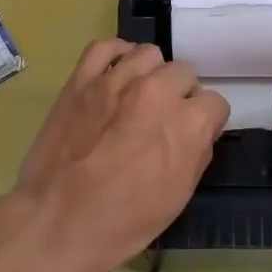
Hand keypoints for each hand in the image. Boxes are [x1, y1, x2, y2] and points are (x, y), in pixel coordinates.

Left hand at [13, 40, 228, 271]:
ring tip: (138, 96)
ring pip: (149, 54)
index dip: (206, 120)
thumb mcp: (178, 197)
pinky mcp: (83, 78)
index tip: (192, 134)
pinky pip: (105, 47)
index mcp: (187, 123)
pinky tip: (115, 74)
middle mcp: (158, 91)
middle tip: (161, 119)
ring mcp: (118, 80)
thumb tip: (200, 130)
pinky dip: (115, 56)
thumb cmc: (122, 223)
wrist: (55, 224)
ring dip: (151, 73)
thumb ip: (197, 153)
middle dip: (180, 95)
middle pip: (184, 72)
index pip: (215, 102)